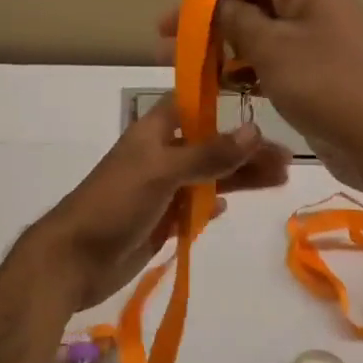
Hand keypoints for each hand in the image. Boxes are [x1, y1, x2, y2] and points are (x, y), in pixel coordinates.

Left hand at [32, 94, 291, 309]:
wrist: (74, 260)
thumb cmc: (115, 205)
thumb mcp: (162, 172)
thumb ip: (208, 154)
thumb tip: (254, 129)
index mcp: (154, 133)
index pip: (194, 104)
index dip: (225, 102)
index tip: (264, 102)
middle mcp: (158, 157)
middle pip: (209, 145)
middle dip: (245, 150)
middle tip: (287, 161)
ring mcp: (159, 191)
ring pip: (206, 178)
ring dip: (238, 178)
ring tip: (279, 181)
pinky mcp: (159, 222)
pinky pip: (192, 208)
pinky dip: (210, 205)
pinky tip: (227, 208)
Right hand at [160, 0, 362, 198]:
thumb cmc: (324, 84)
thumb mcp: (271, 47)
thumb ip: (233, 19)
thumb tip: (207, 0)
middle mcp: (309, 7)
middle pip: (246, 2)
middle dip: (204, 18)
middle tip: (162, 34)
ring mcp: (308, 43)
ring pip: (251, 36)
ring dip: (214, 47)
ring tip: (171, 60)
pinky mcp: (305, 74)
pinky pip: (263, 63)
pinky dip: (236, 70)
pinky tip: (204, 82)